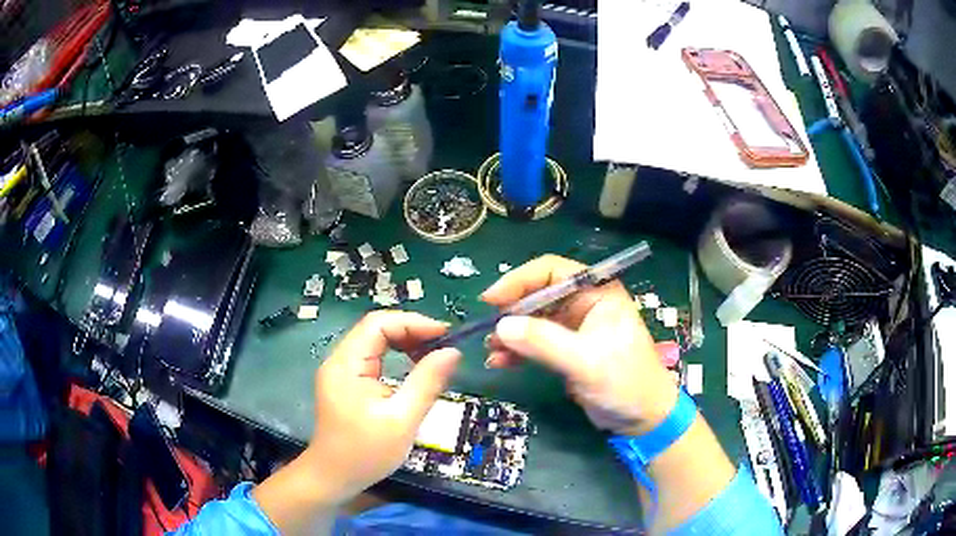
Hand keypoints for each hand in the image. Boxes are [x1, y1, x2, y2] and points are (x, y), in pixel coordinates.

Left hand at [299, 311, 460, 505]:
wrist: (334, 477)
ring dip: (405, 343)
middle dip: (411, 331)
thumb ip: (427, 383)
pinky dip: (396, 357)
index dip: (413, 323)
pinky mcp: (346, 382)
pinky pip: (372, 358)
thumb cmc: (366, 452)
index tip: (445, 335)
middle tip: (443, 345)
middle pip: (376, 329)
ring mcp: (341, 371)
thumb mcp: (402, 420)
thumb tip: (453, 352)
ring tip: (433, 355)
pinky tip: (413, 367)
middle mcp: (339, 360)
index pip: (378, 324)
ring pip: (375, 342)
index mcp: (346, 365)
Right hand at [482, 255, 676, 435]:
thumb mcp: (586, 361)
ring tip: (492, 351)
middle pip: (538, 295)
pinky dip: (518, 350)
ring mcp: (575, 327)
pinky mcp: (568, 349)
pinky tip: (501, 362)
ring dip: (512, 333)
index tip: (491, 300)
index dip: (519, 280)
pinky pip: (536, 342)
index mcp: (597, 292)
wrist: (642, 418)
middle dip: (512, 312)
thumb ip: (545, 342)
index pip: (552, 271)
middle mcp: (585, 303)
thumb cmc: (625, 382)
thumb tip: (502, 326)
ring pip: (534, 320)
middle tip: (488, 331)